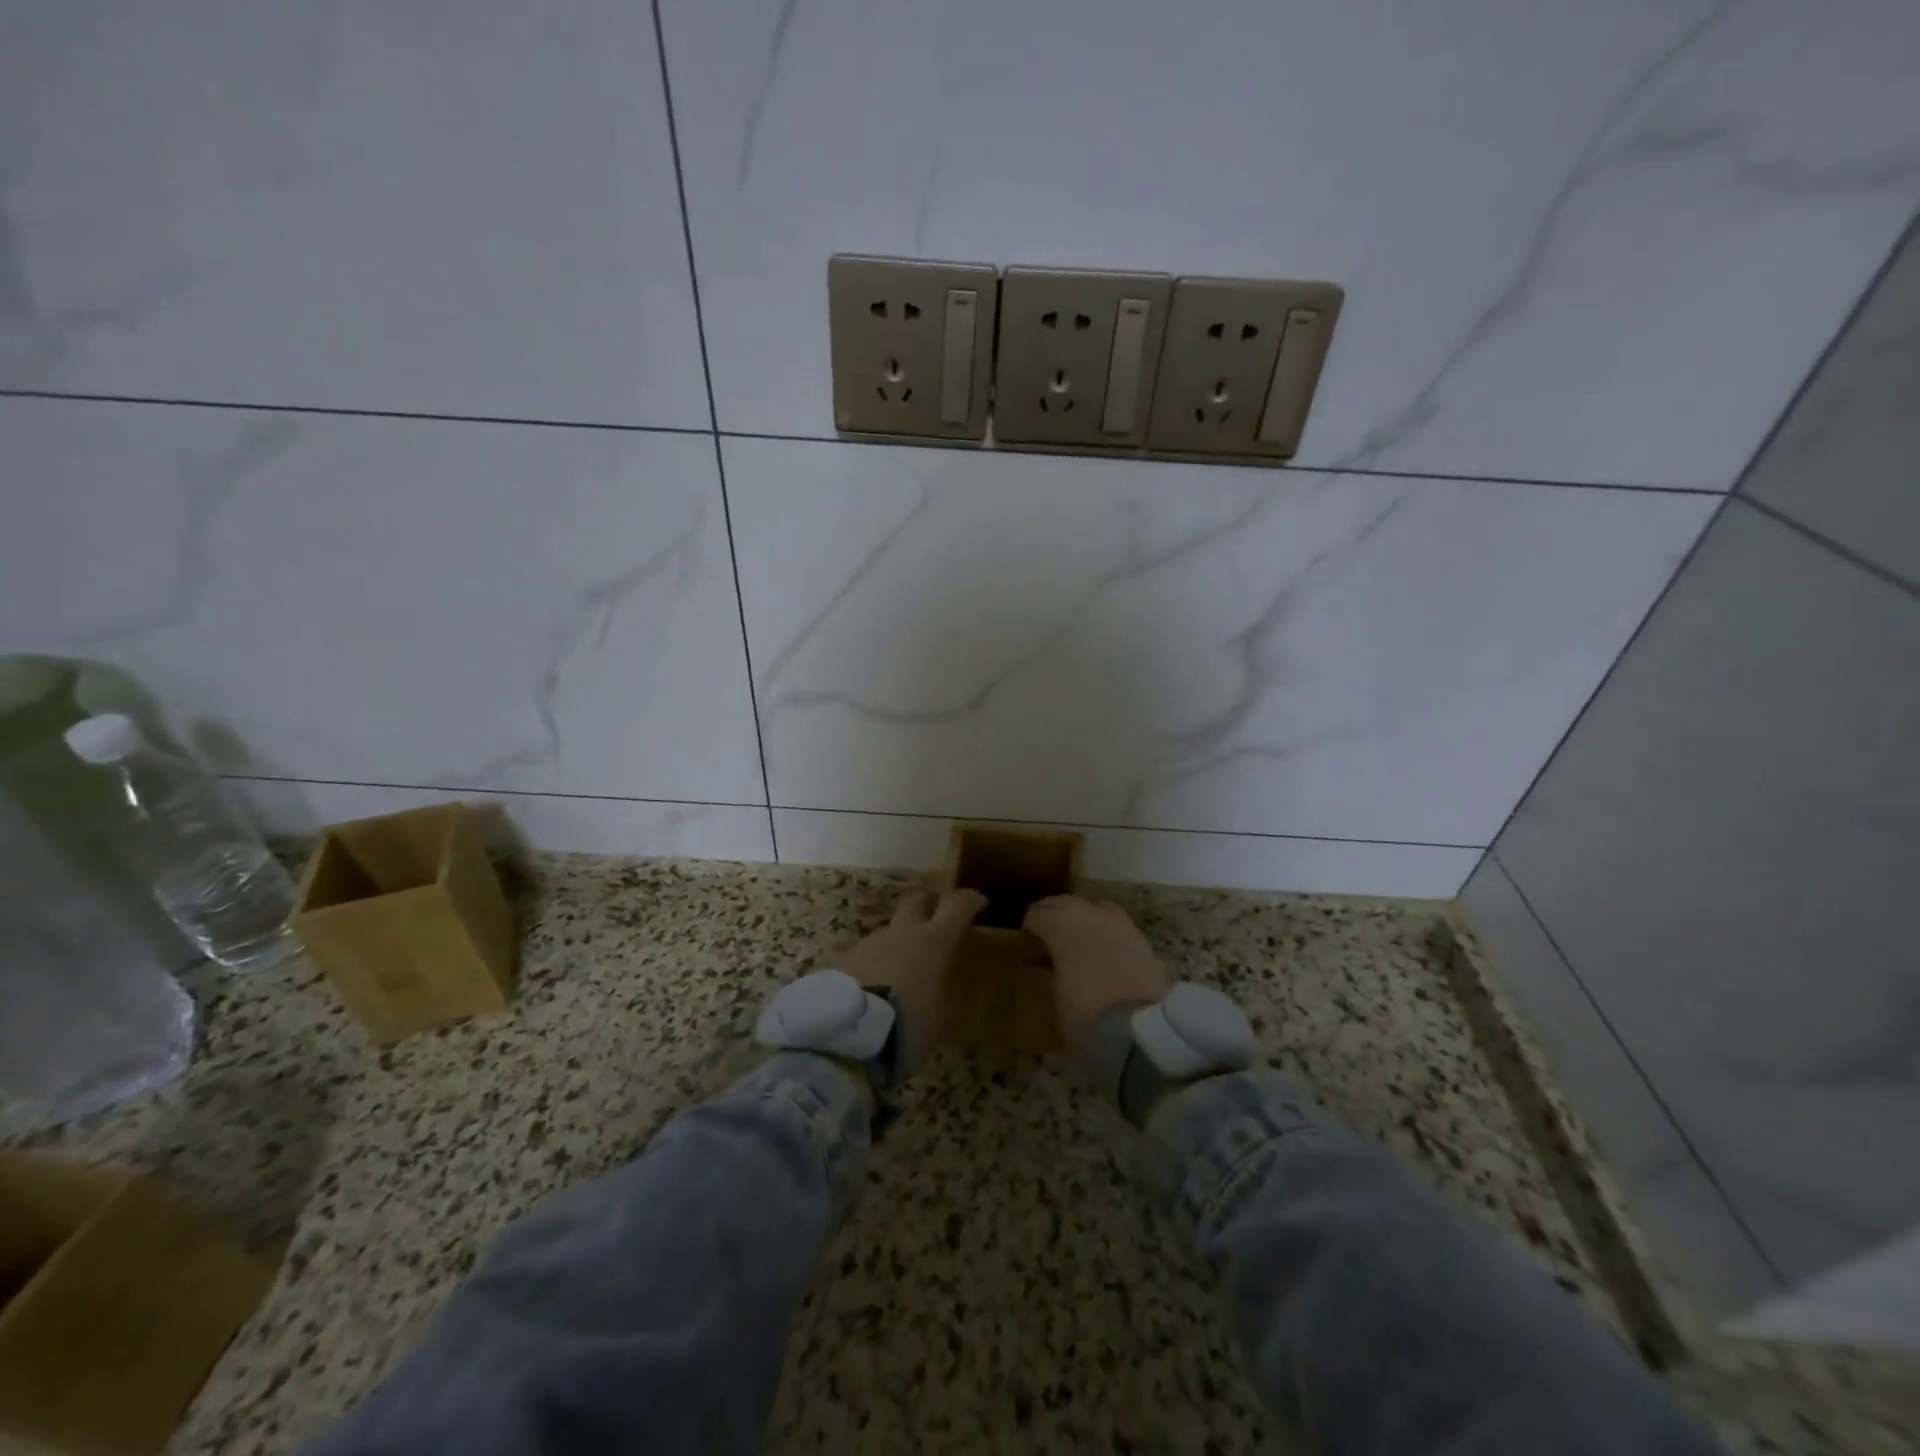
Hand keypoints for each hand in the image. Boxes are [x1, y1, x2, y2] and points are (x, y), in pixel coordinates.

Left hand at [835, 888, 986, 1074]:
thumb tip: (942, 991)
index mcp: (934, 942)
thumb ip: (943, 997)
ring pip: (888, 931)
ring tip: (899, 972)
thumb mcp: (940, 1020)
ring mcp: (869, 943)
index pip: (958, 905)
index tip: (978, 903)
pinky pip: (865, 955)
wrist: (847, 1033)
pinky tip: (871, 988)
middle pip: (916, 901)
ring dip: (897, 943)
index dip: (970, 900)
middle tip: (935, 920)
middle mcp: (902, 933)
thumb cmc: (907, 1025)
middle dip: (927, 905)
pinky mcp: (843, 959)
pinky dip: (873, 965)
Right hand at [1023, 895, 1168, 1053]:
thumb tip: (1055, 964)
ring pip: (1097, 906)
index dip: (1031, 923)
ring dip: (1085, 914)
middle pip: (1067, 902)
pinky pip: (1119, 924)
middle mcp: (1091, 917)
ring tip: (1079, 930)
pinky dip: (1108, 929)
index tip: (1026, 935)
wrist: (1141, 1034)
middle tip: (1047, 925)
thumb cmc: (1087, 1018)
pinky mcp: (1143, 940)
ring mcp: (1120, 926)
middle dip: (1055, 911)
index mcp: (1062, 929)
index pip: (1040, 914)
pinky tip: (1106, 945)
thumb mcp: (1057, 997)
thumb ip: (1054, 971)